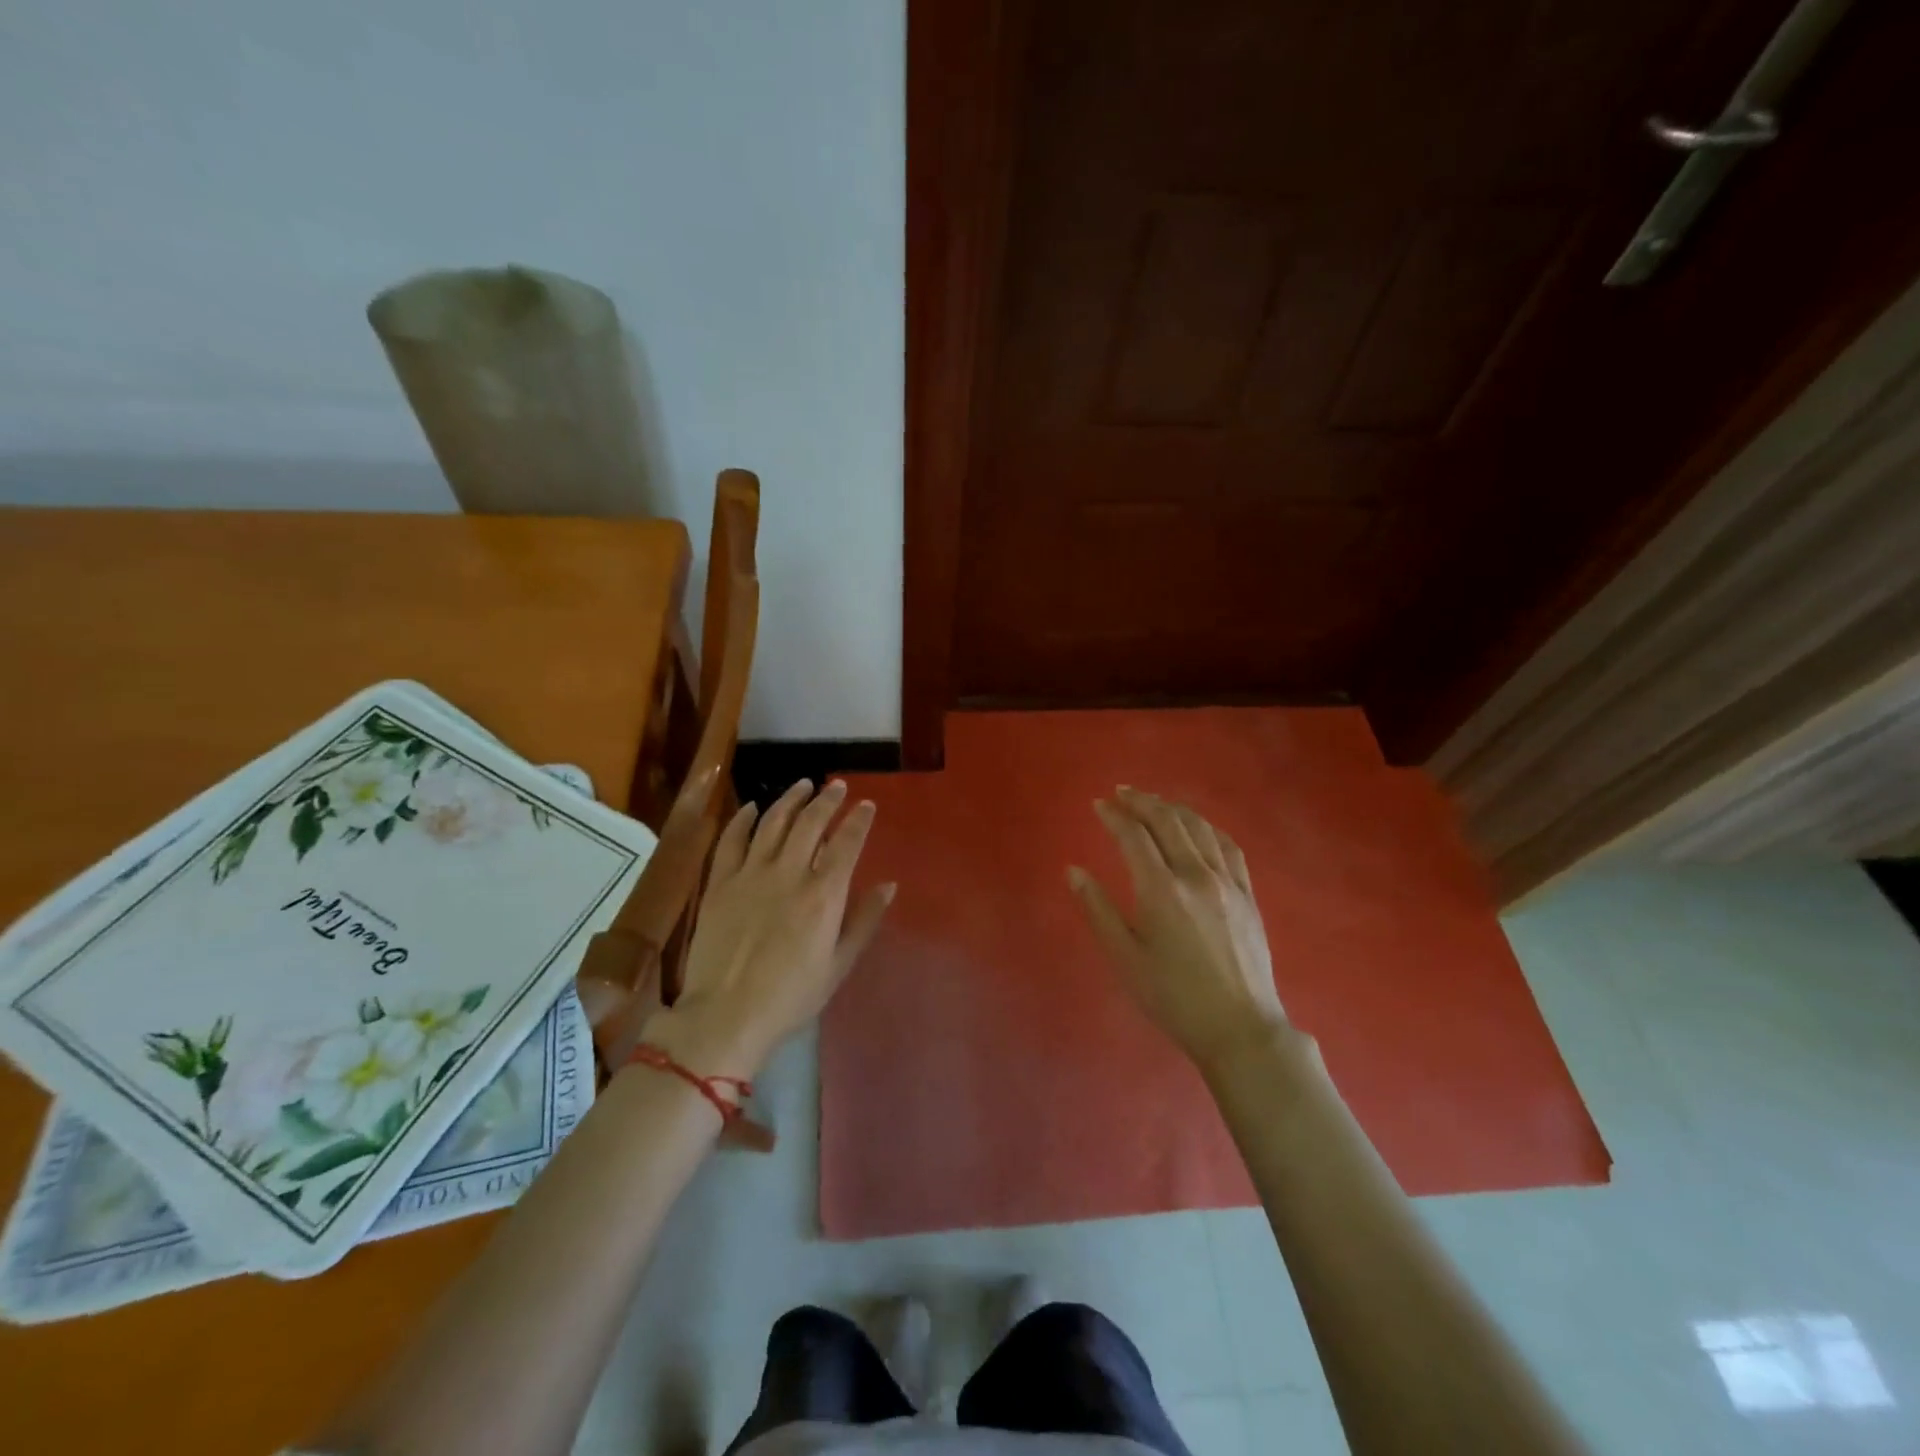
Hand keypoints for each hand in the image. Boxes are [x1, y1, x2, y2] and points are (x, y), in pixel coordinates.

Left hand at [649, 780, 893, 1077]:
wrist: (726, 1014)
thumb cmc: (791, 996)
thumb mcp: (839, 965)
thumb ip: (865, 920)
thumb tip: (889, 885)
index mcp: (823, 894)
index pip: (846, 842)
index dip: (858, 819)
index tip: (867, 804)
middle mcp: (789, 873)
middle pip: (810, 823)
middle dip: (827, 799)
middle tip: (836, 786)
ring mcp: (750, 874)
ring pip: (772, 822)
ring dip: (790, 799)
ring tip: (803, 785)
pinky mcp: (719, 882)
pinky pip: (731, 840)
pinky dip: (743, 819)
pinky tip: (752, 807)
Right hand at [1068, 787, 1286, 1071]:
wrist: (1239, 1028)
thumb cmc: (1173, 997)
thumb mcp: (1124, 958)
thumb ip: (1098, 909)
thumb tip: (1073, 871)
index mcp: (1161, 890)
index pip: (1134, 836)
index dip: (1114, 815)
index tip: (1098, 804)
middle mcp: (1195, 875)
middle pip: (1167, 821)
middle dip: (1142, 801)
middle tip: (1122, 792)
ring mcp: (1226, 882)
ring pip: (1198, 827)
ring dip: (1172, 808)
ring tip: (1153, 802)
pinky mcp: (1247, 893)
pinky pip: (1227, 845)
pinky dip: (1206, 827)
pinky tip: (1197, 826)